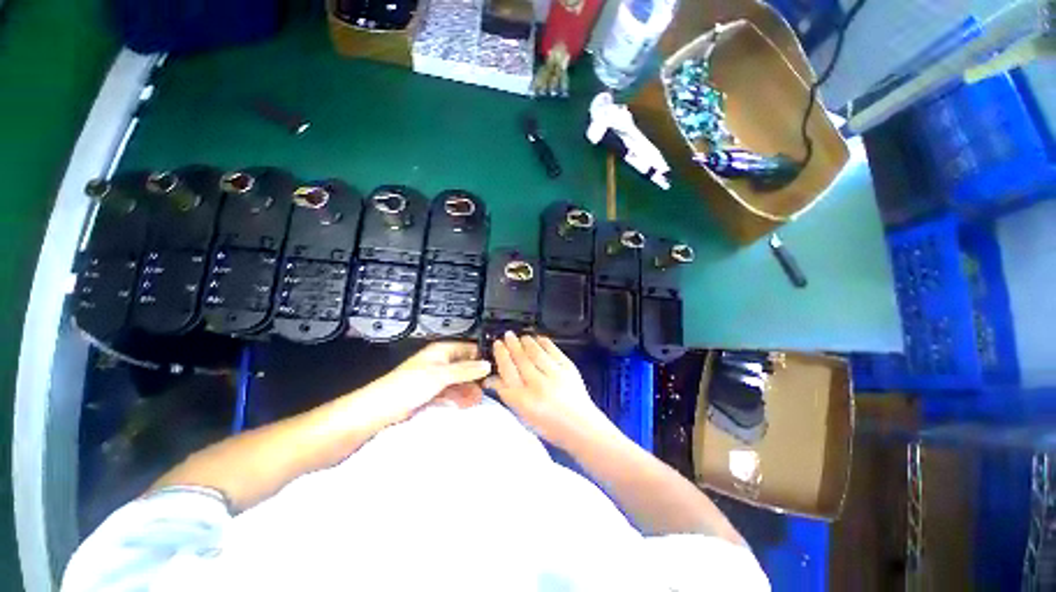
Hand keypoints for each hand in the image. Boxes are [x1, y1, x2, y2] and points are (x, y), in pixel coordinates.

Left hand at [332, 341, 491, 434]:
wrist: (377, 411)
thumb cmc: (407, 386)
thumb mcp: (440, 375)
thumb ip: (466, 370)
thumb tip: (488, 365)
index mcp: (441, 351)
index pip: (468, 348)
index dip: (482, 356)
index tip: (497, 367)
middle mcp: (439, 363)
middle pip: (464, 366)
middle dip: (477, 376)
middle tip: (490, 388)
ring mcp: (434, 380)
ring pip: (458, 381)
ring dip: (469, 389)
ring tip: (480, 400)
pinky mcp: (429, 395)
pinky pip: (449, 394)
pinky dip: (458, 398)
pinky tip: (466, 405)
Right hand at [488, 332, 616, 448]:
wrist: (581, 426)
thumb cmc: (549, 425)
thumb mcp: (523, 415)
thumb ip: (507, 395)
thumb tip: (490, 379)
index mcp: (524, 400)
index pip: (507, 372)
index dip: (501, 355)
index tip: (497, 345)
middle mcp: (538, 386)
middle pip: (520, 359)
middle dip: (512, 344)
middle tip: (507, 335)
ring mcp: (555, 375)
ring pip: (536, 352)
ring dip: (526, 341)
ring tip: (521, 337)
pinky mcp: (569, 368)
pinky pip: (553, 350)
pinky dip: (544, 342)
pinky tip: (538, 339)